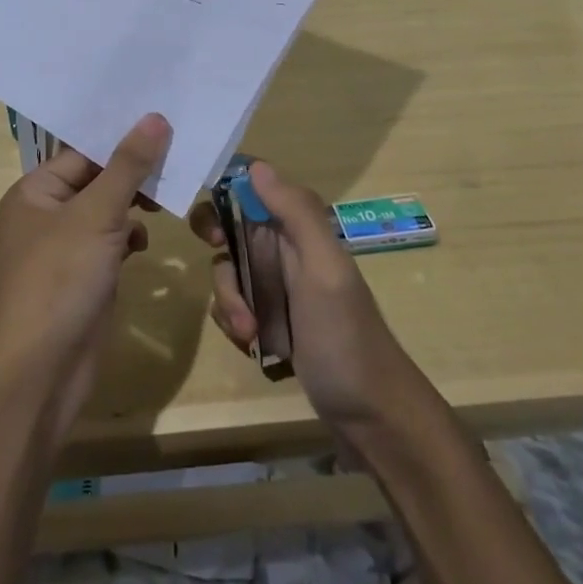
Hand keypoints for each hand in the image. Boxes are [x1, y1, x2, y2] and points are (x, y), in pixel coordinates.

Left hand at [0, 113, 168, 436]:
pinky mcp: (83, 277)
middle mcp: (45, 214)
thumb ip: (128, 166)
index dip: (122, 138)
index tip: (165, 123)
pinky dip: (128, 237)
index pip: (83, 151)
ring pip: (106, 211)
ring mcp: (64, 248)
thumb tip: (155, 117)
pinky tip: (144, 242)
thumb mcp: (96, 215)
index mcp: (35, 191)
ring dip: (135, 204)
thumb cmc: (59, 279)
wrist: (39, 372)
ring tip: (170, 196)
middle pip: (96, 179)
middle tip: (179, 156)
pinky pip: (110, 242)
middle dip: (134, 173)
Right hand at [190, 161, 417, 428]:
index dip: (226, 190)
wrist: (371, 417)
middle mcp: (286, 249)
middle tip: (218, 256)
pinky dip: (233, 321)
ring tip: (247, 331)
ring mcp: (276, 286)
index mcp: (301, 229)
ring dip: (227, 297)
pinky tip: (249, 344)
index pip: (256, 187)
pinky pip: (232, 305)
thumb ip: (296, 214)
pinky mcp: (268, 319)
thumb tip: (255, 165)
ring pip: (228, 269)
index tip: (211, 214)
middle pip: (231, 225)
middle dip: (216, 244)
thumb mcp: (325, 269)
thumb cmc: (346, 336)